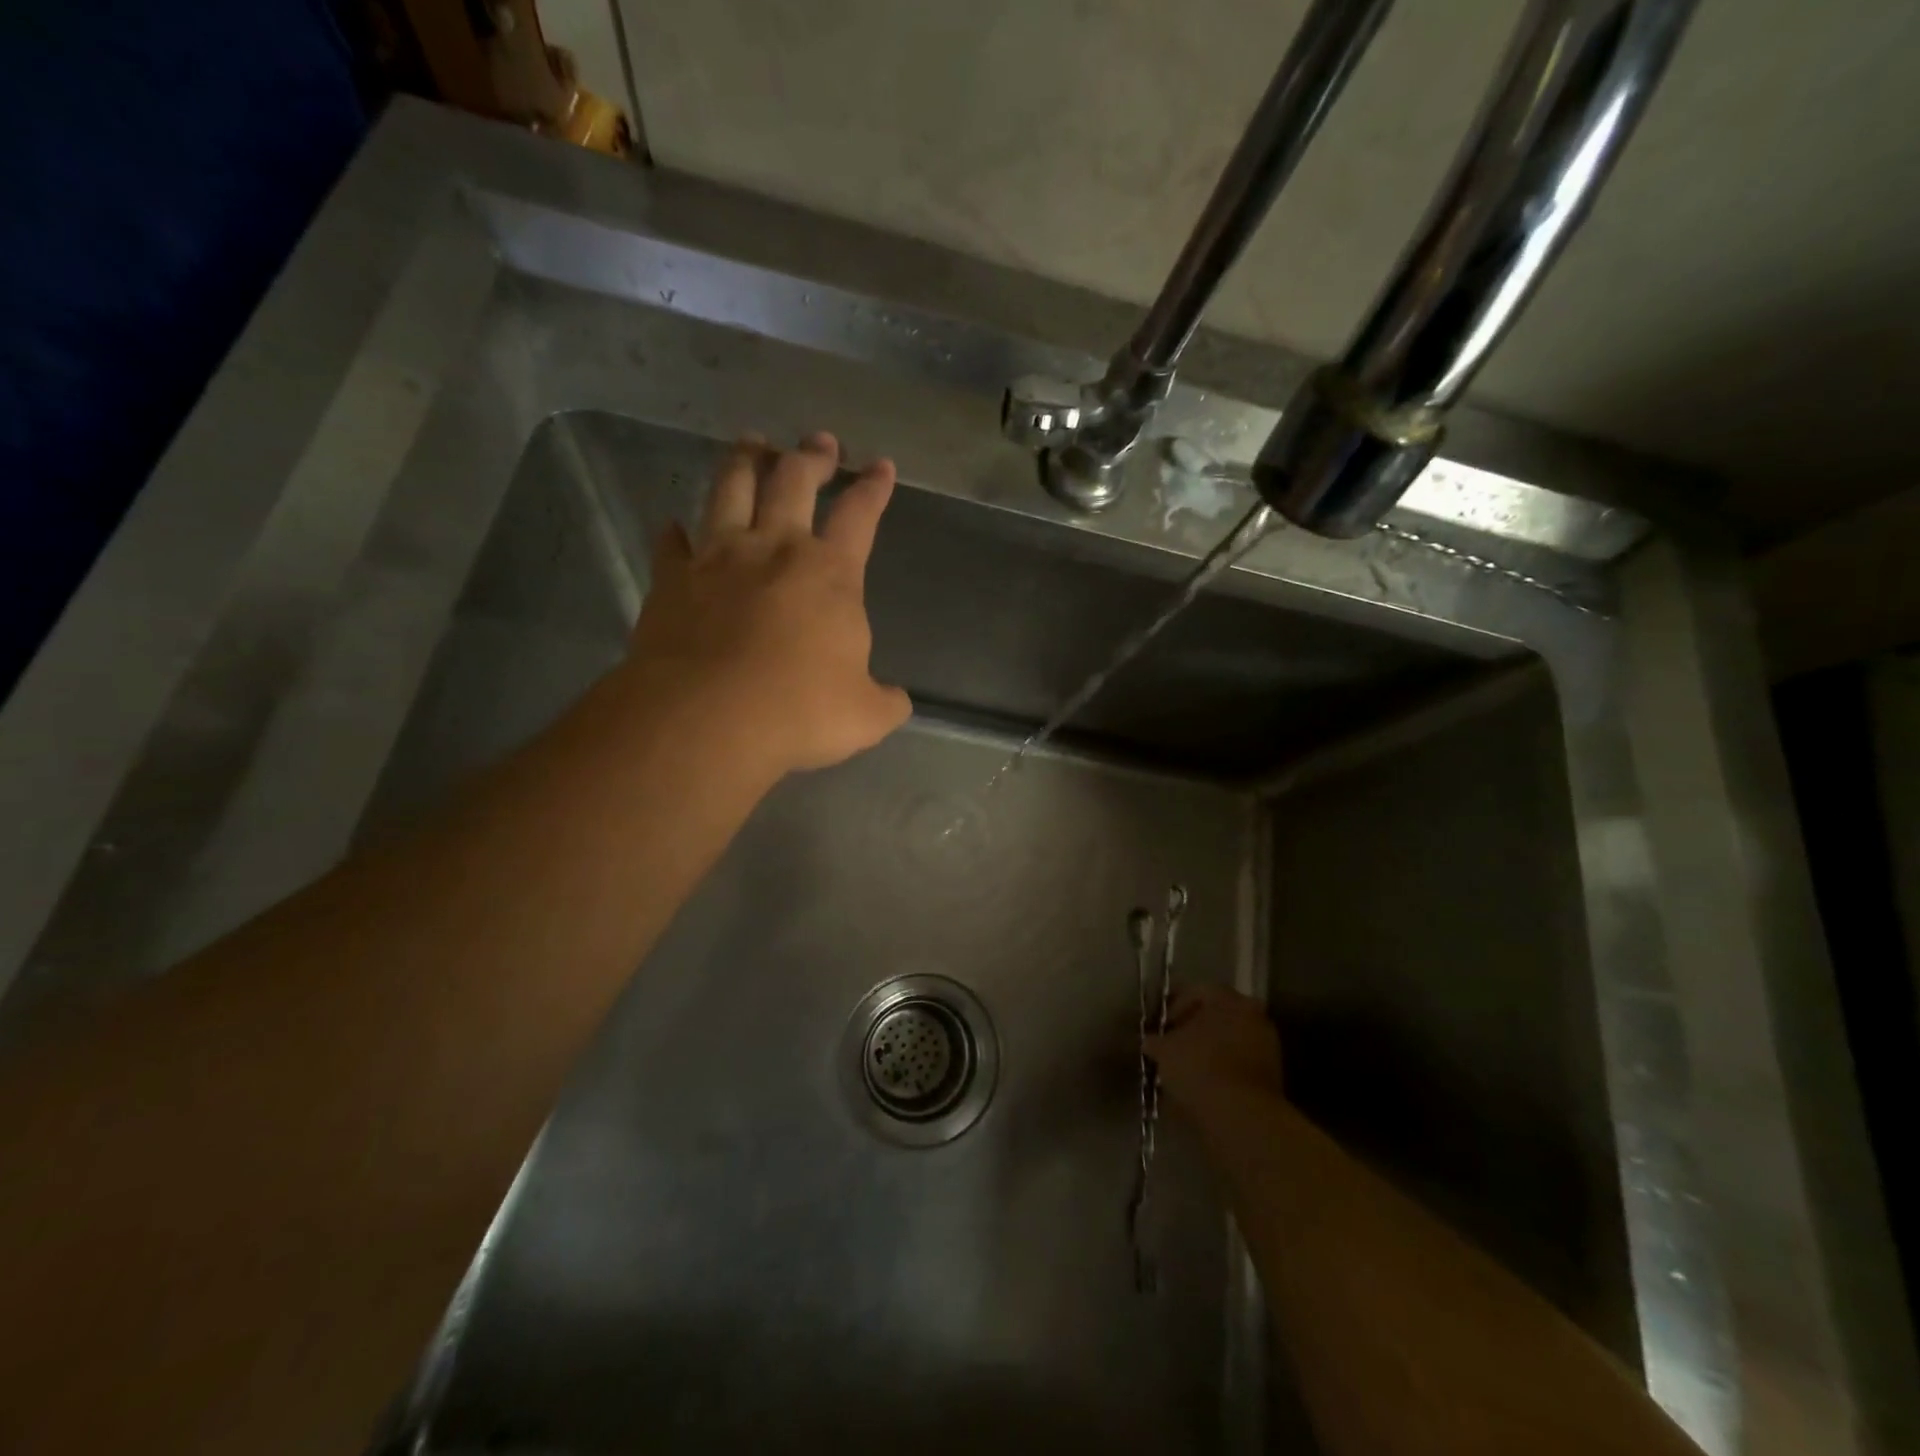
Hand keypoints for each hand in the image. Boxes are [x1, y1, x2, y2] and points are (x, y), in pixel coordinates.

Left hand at [627, 431, 911, 774]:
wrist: (707, 718)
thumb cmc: (799, 712)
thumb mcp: (865, 716)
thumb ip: (884, 702)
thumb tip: (895, 700)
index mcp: (829, 574)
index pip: (860, 515)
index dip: (874, 487)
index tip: (881, 465)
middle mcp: (774, 549)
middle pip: (793, 481)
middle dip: (812, 456)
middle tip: (820, 442)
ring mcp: (717, 558)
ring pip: (730, 488)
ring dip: (744, 460)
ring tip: (751, 442)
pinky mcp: (671, 580)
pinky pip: (670, 544)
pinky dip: (674, 532)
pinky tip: (673, 525)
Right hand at [1144, 985, 1284, 1122]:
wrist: (1242, 1117)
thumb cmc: (1199, 1067)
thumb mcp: (1165, 1050)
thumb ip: (1156, 1040)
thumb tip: (1151, 1041)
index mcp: (1229, 999)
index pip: (1197, 991)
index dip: (1174, 1006)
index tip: (1160, 1025)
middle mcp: (1253, 1016)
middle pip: (1217, 1016)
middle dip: (1194, 1028)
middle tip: (1172, 1043)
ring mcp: (1266, 1047)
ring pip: (1229, 1041)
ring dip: (1208, 1050)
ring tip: (1185, 1068)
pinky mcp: (1272, 1077)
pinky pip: (1238, 1064)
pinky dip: (1221, 1070)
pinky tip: (1202, 1084)